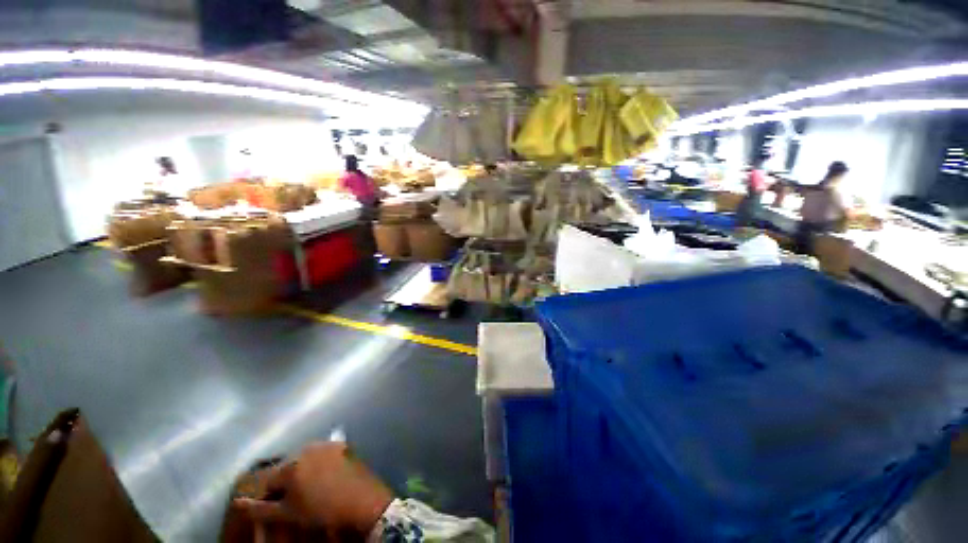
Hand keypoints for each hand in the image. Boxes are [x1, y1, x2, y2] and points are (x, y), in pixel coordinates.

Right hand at [233, 442, 393, 535]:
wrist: (362, 502)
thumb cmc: (322, 511)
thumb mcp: (288, 514)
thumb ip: (260, 509)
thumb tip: (237, 503)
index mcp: (291, 465)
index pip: (269, 481)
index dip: (269, 497)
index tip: (276, 509)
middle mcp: (308, 448)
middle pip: (289, 467)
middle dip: (288, 483)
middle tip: (296, 501)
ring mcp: (329, 445)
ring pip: (307, 460)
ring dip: (305, 473)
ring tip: (312, 491)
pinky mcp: (345, 446)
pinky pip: (326, 455)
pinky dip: (322, 465)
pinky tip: (328, 479)